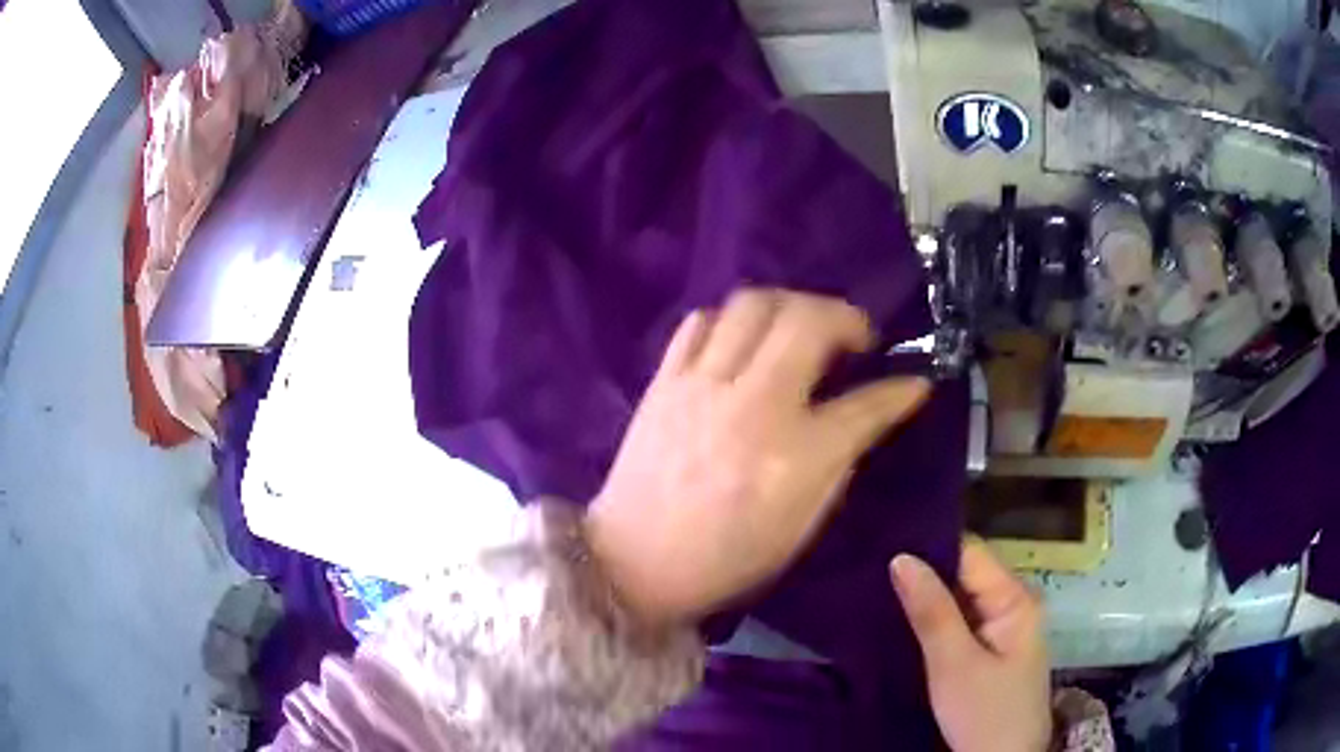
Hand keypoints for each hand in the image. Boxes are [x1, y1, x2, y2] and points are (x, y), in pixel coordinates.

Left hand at [584, 289, 929, 625]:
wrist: (635, 561)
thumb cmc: (726, 558)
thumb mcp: (801, 526)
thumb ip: (838, 464)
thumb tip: (863, 419)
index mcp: (797, 456)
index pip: (867, 405)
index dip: (901, 390)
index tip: (915, 382)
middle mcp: (754, 405)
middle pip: (808, 320)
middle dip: (846, 316)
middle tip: (855, 336)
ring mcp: (704, 385)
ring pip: (753, 304)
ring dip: (789, 304)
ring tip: (800, 328)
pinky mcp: (666, 380)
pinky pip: (700, 322)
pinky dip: (731, 321)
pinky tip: (742, 341)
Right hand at [891, 539, 1052, 751]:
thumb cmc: (984, 714)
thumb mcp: (954, 665)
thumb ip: (931, 611)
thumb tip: (901, 557)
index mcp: (1014, 598)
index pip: (969, 553)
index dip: (928, 546)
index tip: (880, 544)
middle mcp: (1012, 604)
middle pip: (964, 574)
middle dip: (922, 574)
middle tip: (868, 571)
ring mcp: (1001, 629)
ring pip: (958, 600)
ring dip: (925, 599)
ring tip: (875, 590)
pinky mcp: (989, 651)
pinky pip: (959, 624)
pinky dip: (932, 622)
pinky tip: (900, 621)